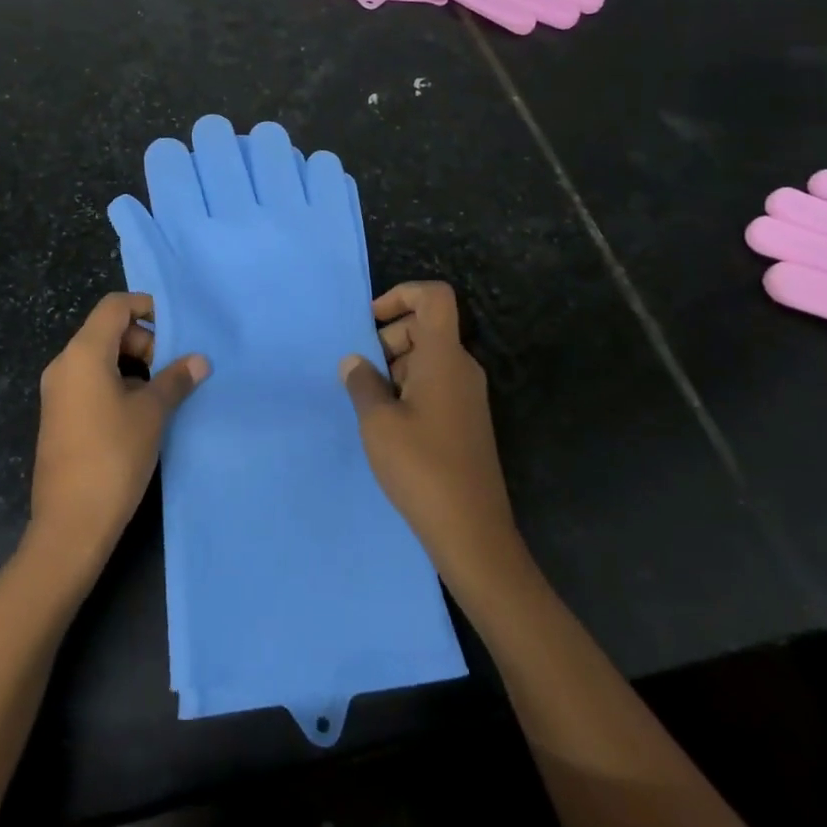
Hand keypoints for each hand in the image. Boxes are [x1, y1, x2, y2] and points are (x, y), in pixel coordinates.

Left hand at [30, 293, 207, 568]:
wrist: (70, 524)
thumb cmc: (113, 457)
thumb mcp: (152, 413)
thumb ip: (175, 379)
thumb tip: (199, 360)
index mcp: (83, 353)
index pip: (115, 306)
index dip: (147, 307)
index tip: (177, 328)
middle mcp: (64, 365)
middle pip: (107, 330)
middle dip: (144, 341)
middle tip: (172, 369)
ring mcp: (58, 392)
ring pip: (100, 358)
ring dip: (134, 366)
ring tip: (163, 393)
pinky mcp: (59, 417)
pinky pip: (90, 382)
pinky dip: (117, 384)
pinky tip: (141, 414)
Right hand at [339, 281, 519, 582]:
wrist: (472, 532)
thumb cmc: (421, 467)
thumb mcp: (377, 422)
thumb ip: (362, 383)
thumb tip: (354, 361)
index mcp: (444, 357)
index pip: (434, 297)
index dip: (401, 294)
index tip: (370, 321)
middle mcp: (462, 368)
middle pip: (425, 327)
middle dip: (388, 338)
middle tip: (362, 375)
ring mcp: (467, 395)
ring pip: (427, 358)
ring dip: (395, 368)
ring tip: (369, 405)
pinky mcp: (466, 421)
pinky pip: (435, 384)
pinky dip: (408, 389)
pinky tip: (388, 424)